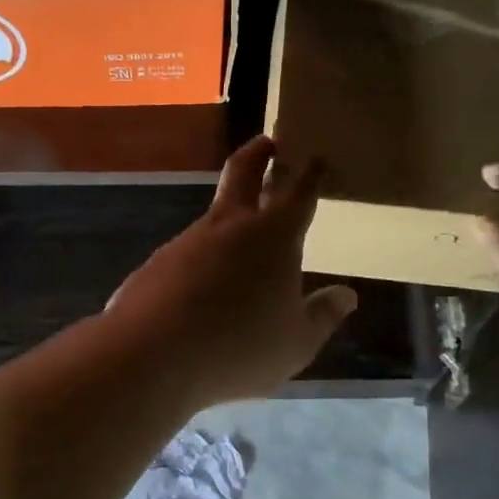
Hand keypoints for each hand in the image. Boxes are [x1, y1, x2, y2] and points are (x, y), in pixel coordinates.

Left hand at [107, 136, 356, 406]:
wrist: (151, 355)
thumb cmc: (238, 346)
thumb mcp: (296, 343)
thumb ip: (322, 316)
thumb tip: (347, 295)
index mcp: (273, 236)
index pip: (298, 193)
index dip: (310, 174)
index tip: (316, 157)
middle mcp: (229, 226)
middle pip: (243, 172)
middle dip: (259, 153)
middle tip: (269, 143)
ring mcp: (187, 240)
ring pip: (213, 217)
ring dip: (230, 218)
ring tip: (242, 245)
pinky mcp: (156, 263)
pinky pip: (187, 255)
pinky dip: (201, 261)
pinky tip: (202, 291)